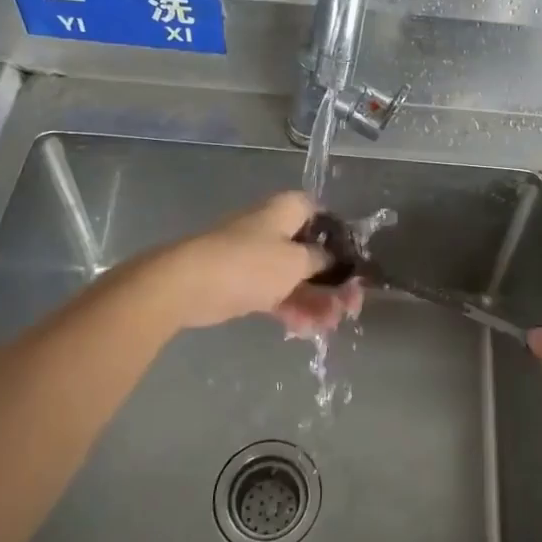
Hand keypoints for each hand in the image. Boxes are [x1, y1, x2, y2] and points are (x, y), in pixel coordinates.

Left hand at [147, 192, 362, 334]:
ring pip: (295, 277)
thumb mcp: (296, 262)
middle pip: (312, 252)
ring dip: (315, 301)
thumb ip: (323, 261)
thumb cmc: (250, 264)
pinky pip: (276, 293)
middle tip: (349, 307)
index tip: (353, 264)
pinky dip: (291, 308)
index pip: (323, 215)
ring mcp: (257, 256)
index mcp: (287, 211)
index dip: (341, 238)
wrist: (188, 285)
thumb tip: (335, 260)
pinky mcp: (243, 282)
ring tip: (329, 326)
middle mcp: (273, 228)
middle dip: (332, 281)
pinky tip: (305, 330)